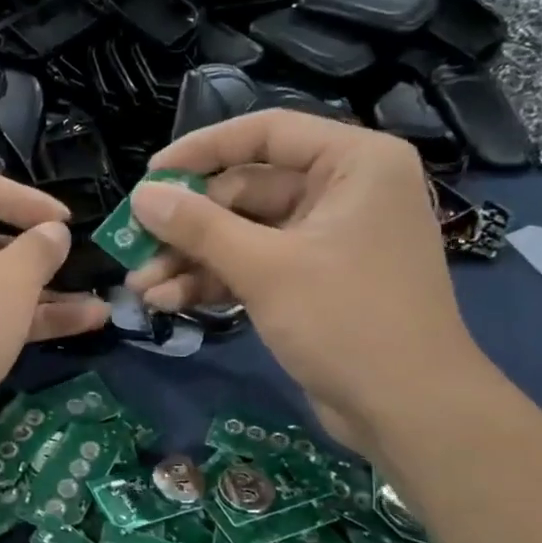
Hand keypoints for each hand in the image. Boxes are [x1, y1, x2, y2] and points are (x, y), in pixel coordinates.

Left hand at [0, 170, 109, 464]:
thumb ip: (40, 248)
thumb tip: (54, 233)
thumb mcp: (8, 283)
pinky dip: (15, 319)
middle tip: (77, 266)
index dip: (29, 200)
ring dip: (37, 294)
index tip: (69, 221)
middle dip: (36, 256)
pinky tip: (76, 326)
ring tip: (96, 305)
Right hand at [126, 113, 484, 453]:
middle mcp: (343, 191)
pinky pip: (255, 265)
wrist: (407, 410)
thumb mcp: (265, 268)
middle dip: (188, 225)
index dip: (202, 150)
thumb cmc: (346, 320)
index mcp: (354, 163)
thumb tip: (141, 196)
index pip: (267, 132)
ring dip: (192, 259)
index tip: (151, 176)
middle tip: (134, 247)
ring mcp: (327, 239)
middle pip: (247, 189)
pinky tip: (167, 301)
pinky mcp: (314, 280)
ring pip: (244, 233)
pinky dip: (215, 281)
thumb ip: (199, 227)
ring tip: (140, 287)